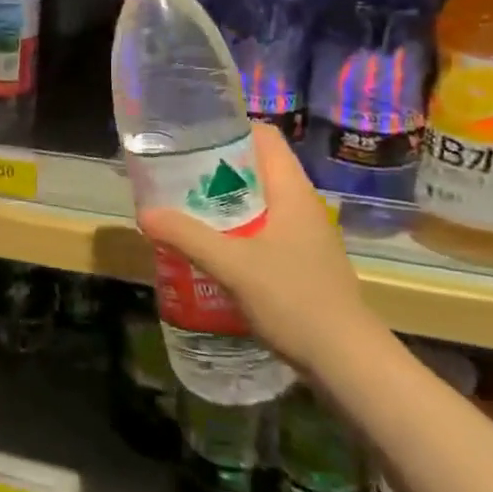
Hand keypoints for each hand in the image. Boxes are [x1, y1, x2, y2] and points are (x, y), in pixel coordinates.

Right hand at [139, 122, 381, 379]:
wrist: (348, 363)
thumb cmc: (295, 300)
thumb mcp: (233, 265)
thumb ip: (187, 236)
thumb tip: (144, 212)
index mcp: (292, 190)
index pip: (264, 136)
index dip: (229, 128)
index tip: (191, 136)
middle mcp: (301, 204)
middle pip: (256, 167)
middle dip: (215, 167)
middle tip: (175, 173)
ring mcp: (303, 234)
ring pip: (257, 200)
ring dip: (222, 201)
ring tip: (183, 207)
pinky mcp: (301, 261)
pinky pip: (261, 228)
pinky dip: (234, 228)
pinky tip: (209, 246)